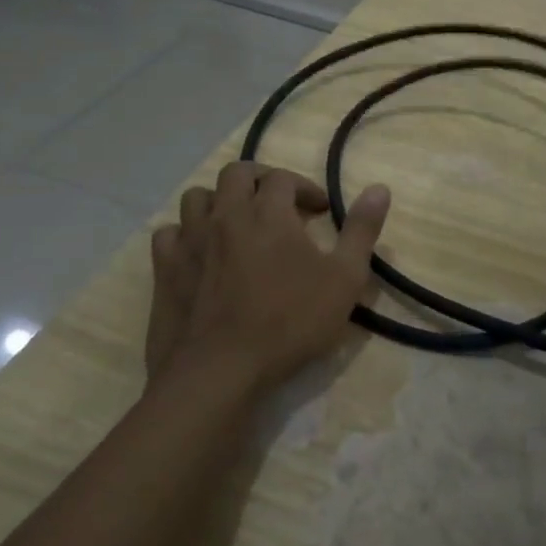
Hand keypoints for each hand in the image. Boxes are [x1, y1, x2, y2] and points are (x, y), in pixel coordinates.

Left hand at [146, 161, 390, 396]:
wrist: (219, 371)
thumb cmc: (289, 323)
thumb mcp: (343, 280)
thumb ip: (361, 231)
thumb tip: (380, 188)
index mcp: (268, 212)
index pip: (283, 177)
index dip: (304, 188)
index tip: (319, 211)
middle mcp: (225, 214)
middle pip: (236, 173)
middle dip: (259, 180)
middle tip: (277, 205)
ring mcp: (190, 240)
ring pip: (197, 197)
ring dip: (219, 201)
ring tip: (236, 223)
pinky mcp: (165, 268)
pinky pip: (168, 233)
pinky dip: (184, 234)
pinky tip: (199, 253)